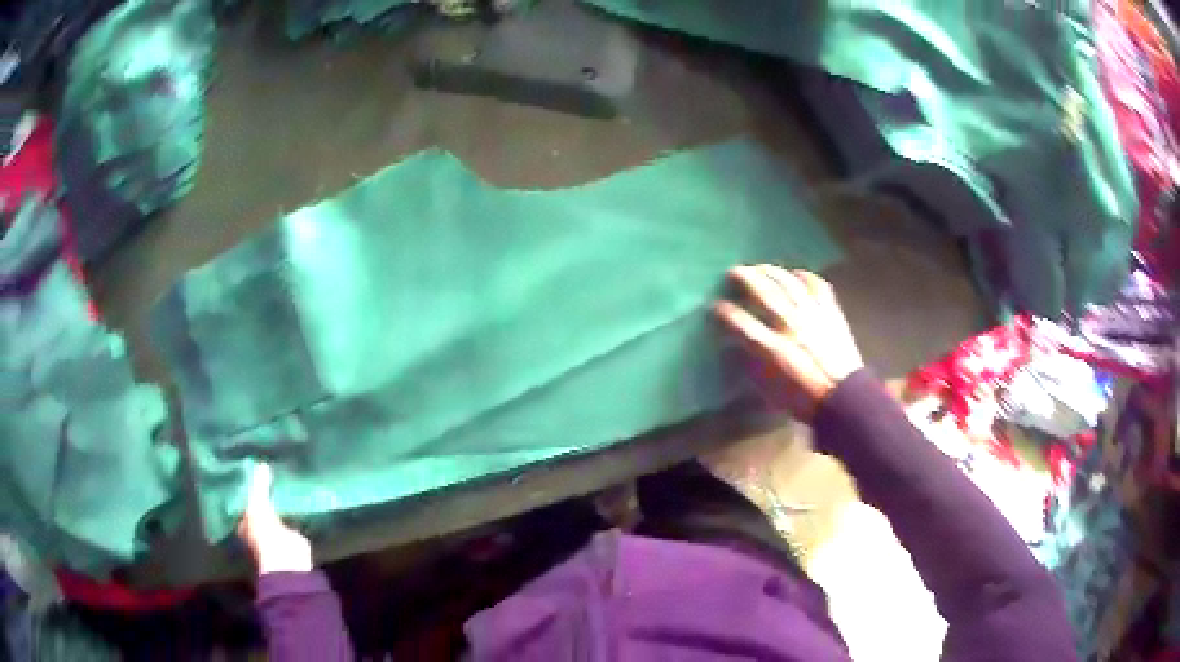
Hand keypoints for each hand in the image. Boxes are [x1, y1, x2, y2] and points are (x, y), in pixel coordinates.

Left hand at [237, 464, 312, 574]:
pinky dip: (295, 509)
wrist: (286, 560)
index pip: (244, 500)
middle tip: (271, 469)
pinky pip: (293, 518)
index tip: (253, 468)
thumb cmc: (263, 534)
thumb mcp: (258, 505)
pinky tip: (299, 495)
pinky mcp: (293, 536)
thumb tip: (262, 463)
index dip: (248, 486)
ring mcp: (276, 532)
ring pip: (277, 511)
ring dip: (281, 500)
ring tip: (286, 478)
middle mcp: (258, 527)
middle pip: (261, 505)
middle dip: (265, 492)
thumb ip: (260, 486)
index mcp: (245, 521)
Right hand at [715, 265, 863, 420]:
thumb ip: (750, 362)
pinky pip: (816, 285)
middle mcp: (790, 323)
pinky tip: (795, 275)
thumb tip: (736, 343)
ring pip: (788, 282)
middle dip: (744, 278)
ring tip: (759, 268)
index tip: (715, 306)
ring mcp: (812, 314)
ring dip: (770, 271)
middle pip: (763, 291)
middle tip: (733, 272)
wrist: (842, 398)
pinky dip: (804, 276)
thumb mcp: (767, 388)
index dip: (724, 311)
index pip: (739, 320)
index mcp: (771, 347)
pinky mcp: (830, 311)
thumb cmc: (802, 398)